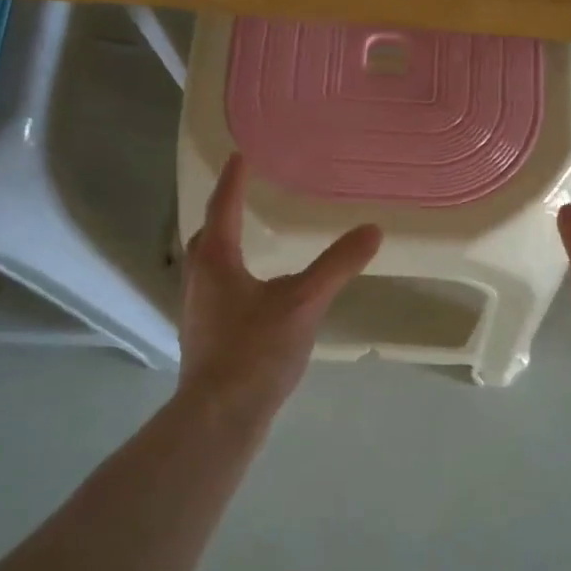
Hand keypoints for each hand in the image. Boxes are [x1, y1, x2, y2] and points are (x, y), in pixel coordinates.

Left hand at [178, 154, 382, 415]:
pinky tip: (254, 295)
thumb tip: (372, 229)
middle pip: (207, 236)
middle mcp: (199, 279)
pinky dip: (232, 277)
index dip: (233, 180)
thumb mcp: (303, 302)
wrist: (219, 416)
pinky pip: (216, 291)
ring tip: (248, 241)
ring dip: (224, 247)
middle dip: (222, 214)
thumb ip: (337, 265)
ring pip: (209, 266)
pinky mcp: (205, 336)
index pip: (223, 207)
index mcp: (217, 261)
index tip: (239, 155)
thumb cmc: (256, 350)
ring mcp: (198, 311)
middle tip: (240, 197)